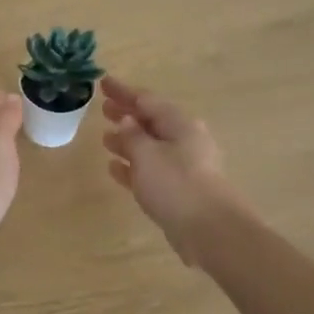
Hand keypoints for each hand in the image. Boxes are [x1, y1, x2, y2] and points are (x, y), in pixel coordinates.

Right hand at [101, 77, 238, 265]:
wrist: (209, 230)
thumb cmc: (176, 184)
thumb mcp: (146, 154)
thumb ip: (132, 135)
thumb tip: (126, 120)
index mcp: (180, 124)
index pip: (146, 100)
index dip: (123, 91)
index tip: (103, 82)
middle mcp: (184, 140)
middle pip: (151, 121)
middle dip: (127, 114)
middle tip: (103, 107)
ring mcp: (183, 166)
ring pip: (150, 146)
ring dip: (128, 140)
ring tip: (104, 137)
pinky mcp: (179, 190)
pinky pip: (151, 170)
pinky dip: (133, 166)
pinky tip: (115, 168)